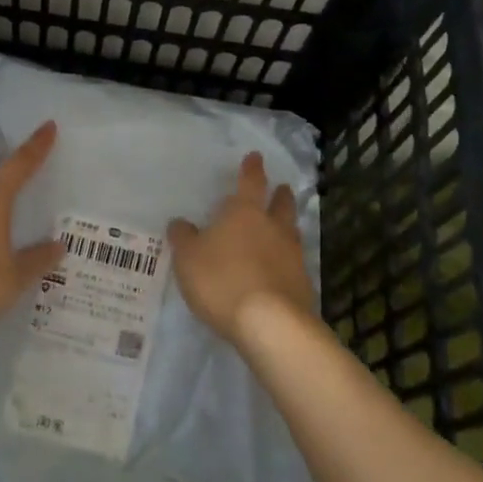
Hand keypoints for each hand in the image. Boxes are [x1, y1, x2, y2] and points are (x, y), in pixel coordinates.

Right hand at [168, 151, 315, 343]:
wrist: (270, 324)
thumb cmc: (222, 280)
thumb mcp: (188, 258)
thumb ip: (183, 238)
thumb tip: (180, 223)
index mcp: (244, 213)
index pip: (250, 182)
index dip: (252, 168)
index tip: (256, 157)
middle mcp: (273, 227)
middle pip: (281, 204)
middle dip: (280, 195)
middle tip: (282, 188)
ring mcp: (292, 256)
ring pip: (291, 232)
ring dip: (287, 226)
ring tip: (282, 227)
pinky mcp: (302, 284)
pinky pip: (294, 263)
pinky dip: (287, 260)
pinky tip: (280, 269)